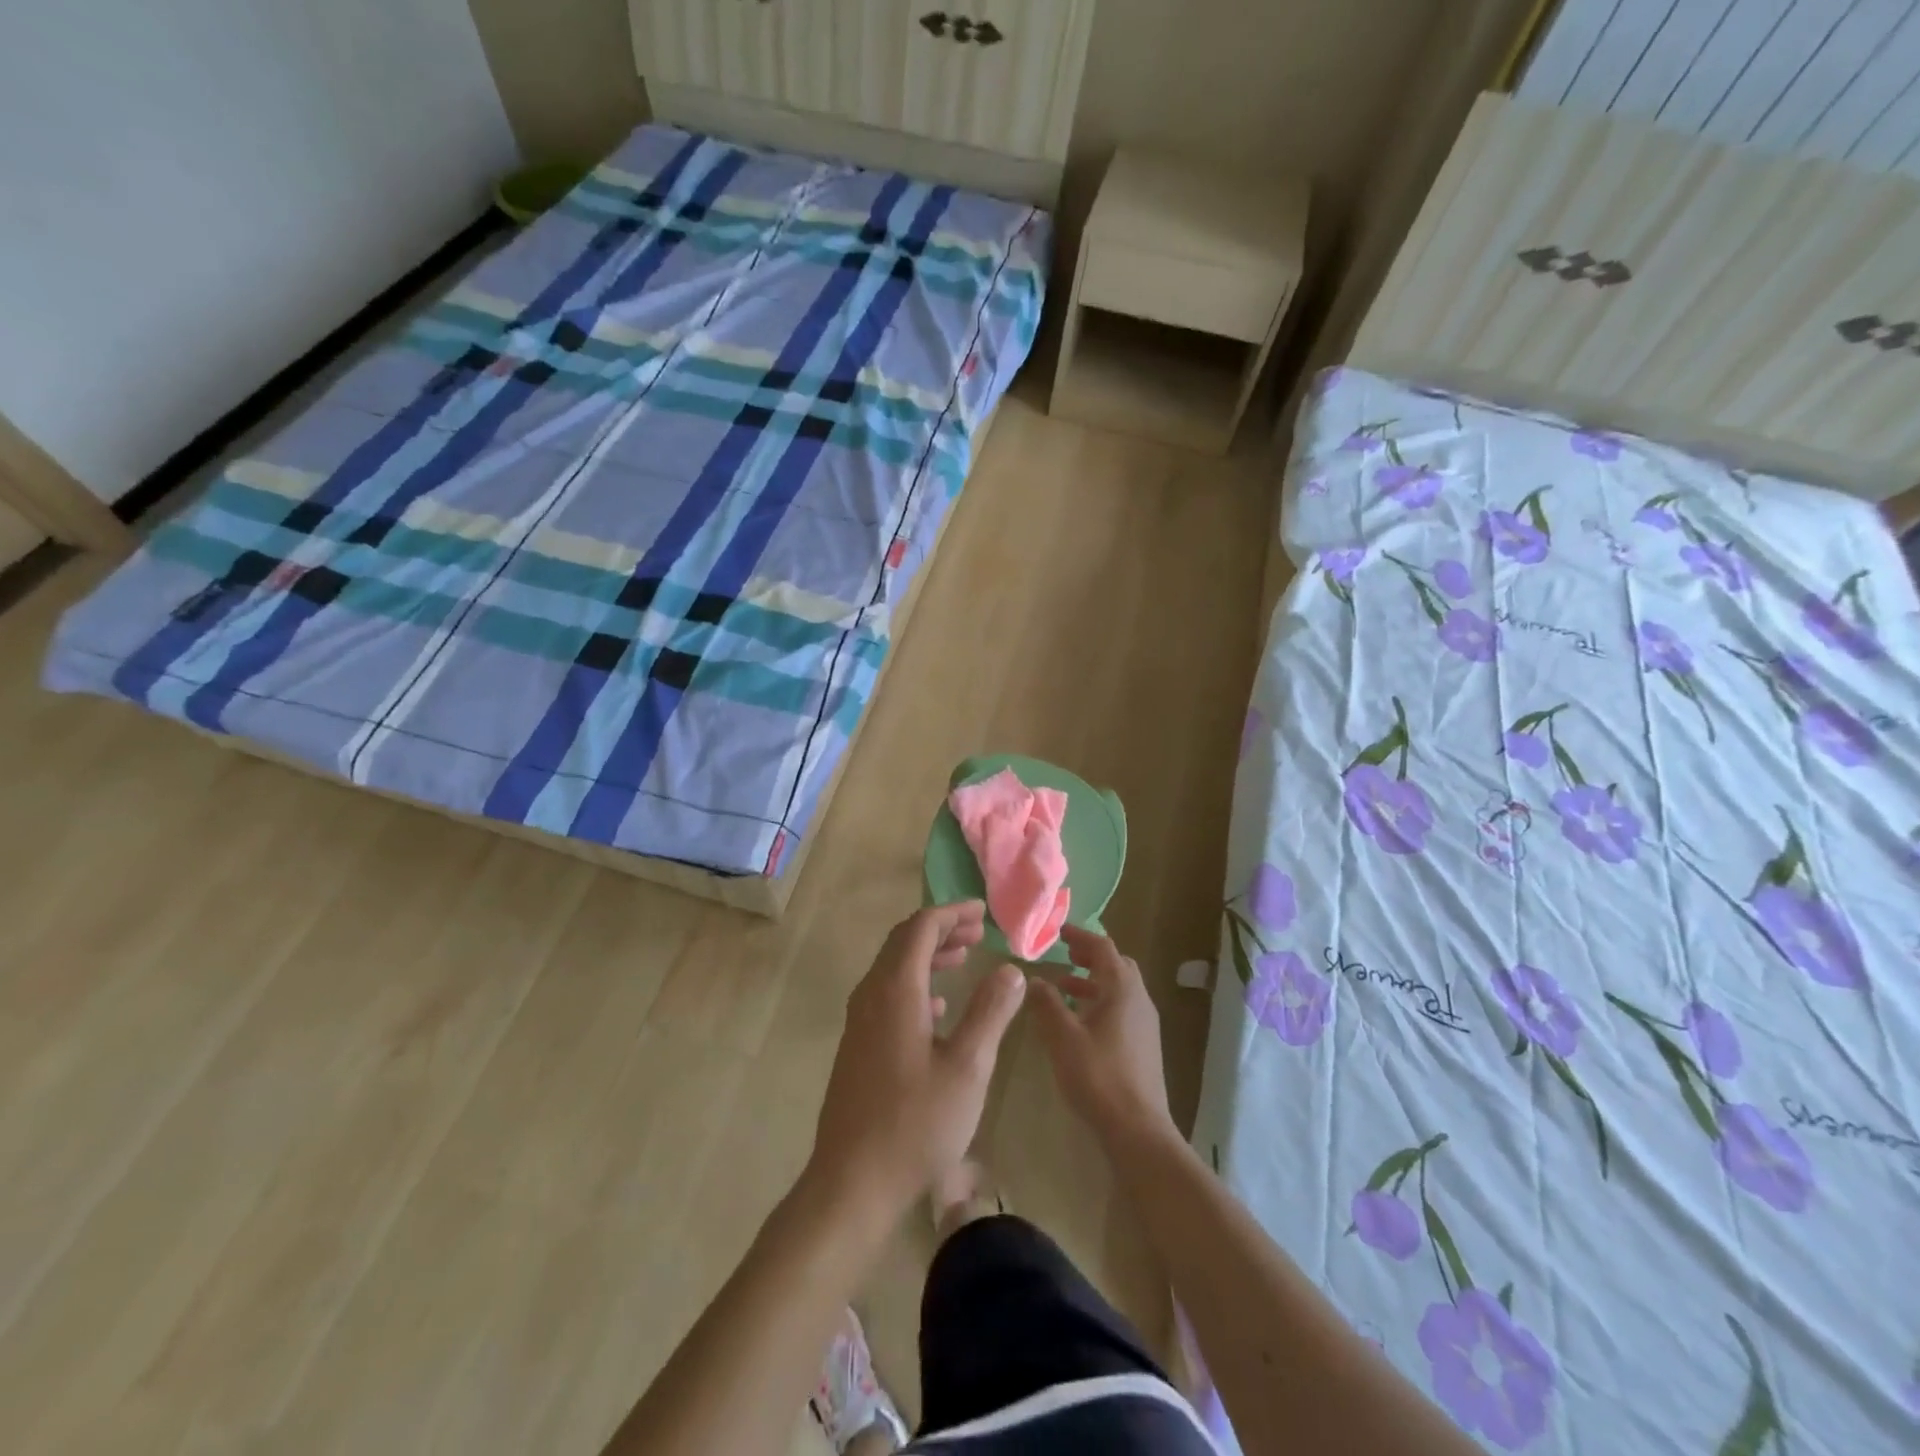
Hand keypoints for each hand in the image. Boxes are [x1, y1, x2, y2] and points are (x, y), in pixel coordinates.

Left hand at [806, 902, 1026, 1223]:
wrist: (852, 1182)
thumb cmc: (915, 1124)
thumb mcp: (967, 1068)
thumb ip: (990, 1012)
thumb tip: (1010, 969)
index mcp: (895, 990)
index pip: (921, 928)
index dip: (952, 913)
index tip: (982, 912)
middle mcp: (871, 995)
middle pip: (904, 942)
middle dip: (941, 929)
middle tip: (977, 931)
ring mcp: (860, 1021)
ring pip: (894, 968)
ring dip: (928, 955)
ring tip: (964, 958)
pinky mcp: (858, 1045)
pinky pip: (887, 994)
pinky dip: (916, 984)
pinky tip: (939, 1006)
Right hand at [1030, 925, 1175, 1149]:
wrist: (1138, 1128)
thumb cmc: (1098, 1075)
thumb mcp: (1063, 1037)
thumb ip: (1047, 1004)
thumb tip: (1034, 979)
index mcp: (1122, 988)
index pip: (1103, 947)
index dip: (1080, 936)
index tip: (1059, 932)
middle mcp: (1139, 999)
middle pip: (1116, 965)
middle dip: (1090, 956)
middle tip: (1064, 954)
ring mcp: (1145, 1023)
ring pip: (1119, 989)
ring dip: (1093, 981)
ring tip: (1063, 987)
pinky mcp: (1144, 1045)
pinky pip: (1121, 1009)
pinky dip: (1100, 1002)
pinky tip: (1079, 1022)